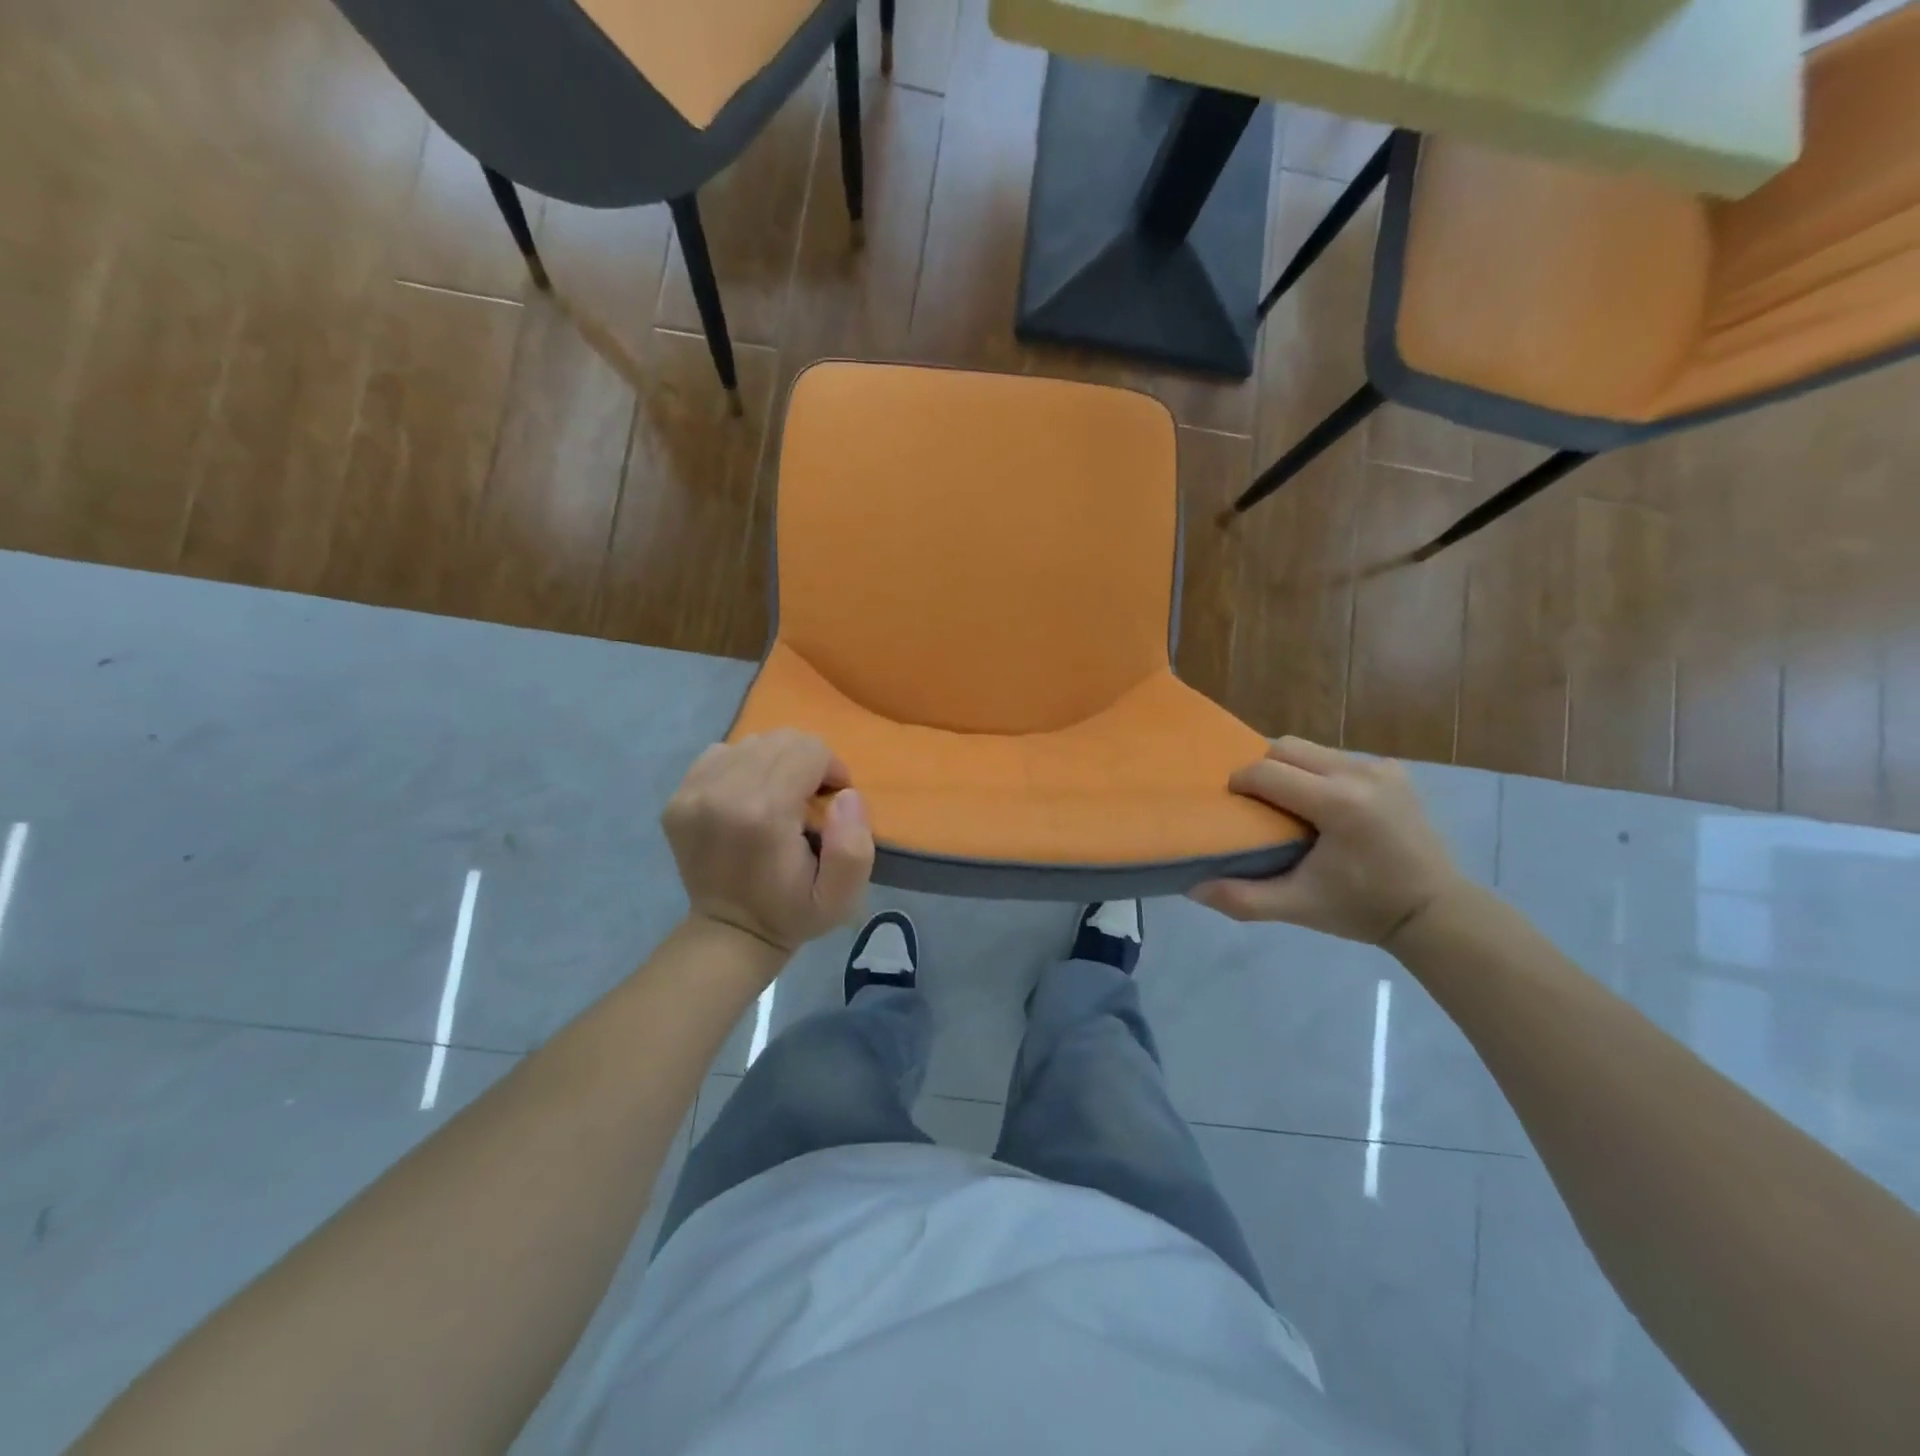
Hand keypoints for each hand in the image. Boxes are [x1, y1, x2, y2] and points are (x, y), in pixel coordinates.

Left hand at [662, 731, 873, 957]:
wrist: (729, 934)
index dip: (831, 769)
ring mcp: (694, 793)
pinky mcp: (678, 797)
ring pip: (752, 742)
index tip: (831, 801)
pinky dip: (743, 767)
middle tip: (808, 800)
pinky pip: (722, 754)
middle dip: (806, 762)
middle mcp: (723, 793)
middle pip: (781, 739)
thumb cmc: (792, 913)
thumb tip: (846, 794)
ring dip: (775, 763)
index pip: (809, 750)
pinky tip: (748, 798)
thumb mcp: (840, 897)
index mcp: (765, 813)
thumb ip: (854, 846)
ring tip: (779, 799)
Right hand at [1190, 737, 1464, 945]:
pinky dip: (1318, 773)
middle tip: (1257, 803)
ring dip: (1290, 769)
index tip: (1234, 806)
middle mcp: (1360, 773)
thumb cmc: (1362, 909)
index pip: (1267, 771)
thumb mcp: (1298, 907)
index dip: (1240, 784)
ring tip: (1287, 803)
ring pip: (1311, 749)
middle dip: (1262, 769)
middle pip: (1286, 747)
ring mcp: (1381, 767)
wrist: (1435, 912)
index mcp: (1338, 803)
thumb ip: (1243, 898)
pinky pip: (1337, 758)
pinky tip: (1322, 805)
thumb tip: (1192, 889)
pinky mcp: (1393, 770)